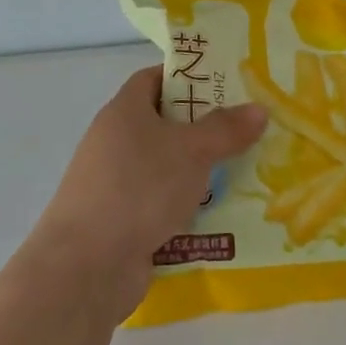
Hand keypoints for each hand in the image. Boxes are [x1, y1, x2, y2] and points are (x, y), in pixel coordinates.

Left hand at [31, 66, 266, 320]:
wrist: (86, 267)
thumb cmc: (138, 189)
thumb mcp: (191, 151)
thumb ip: (226, 129)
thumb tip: (259, 109)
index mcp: (124, 112)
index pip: (154, 79)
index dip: (188, 77)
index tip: (226, 84)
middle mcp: (115, 143)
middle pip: (164, 124)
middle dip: (205, 128)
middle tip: (247, 130)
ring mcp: (116, 185)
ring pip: (167, 168)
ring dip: (200, 172)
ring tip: (246, 171)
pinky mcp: (122, 222)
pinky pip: (163, 204)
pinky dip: (188, 207)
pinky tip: (223, 214)